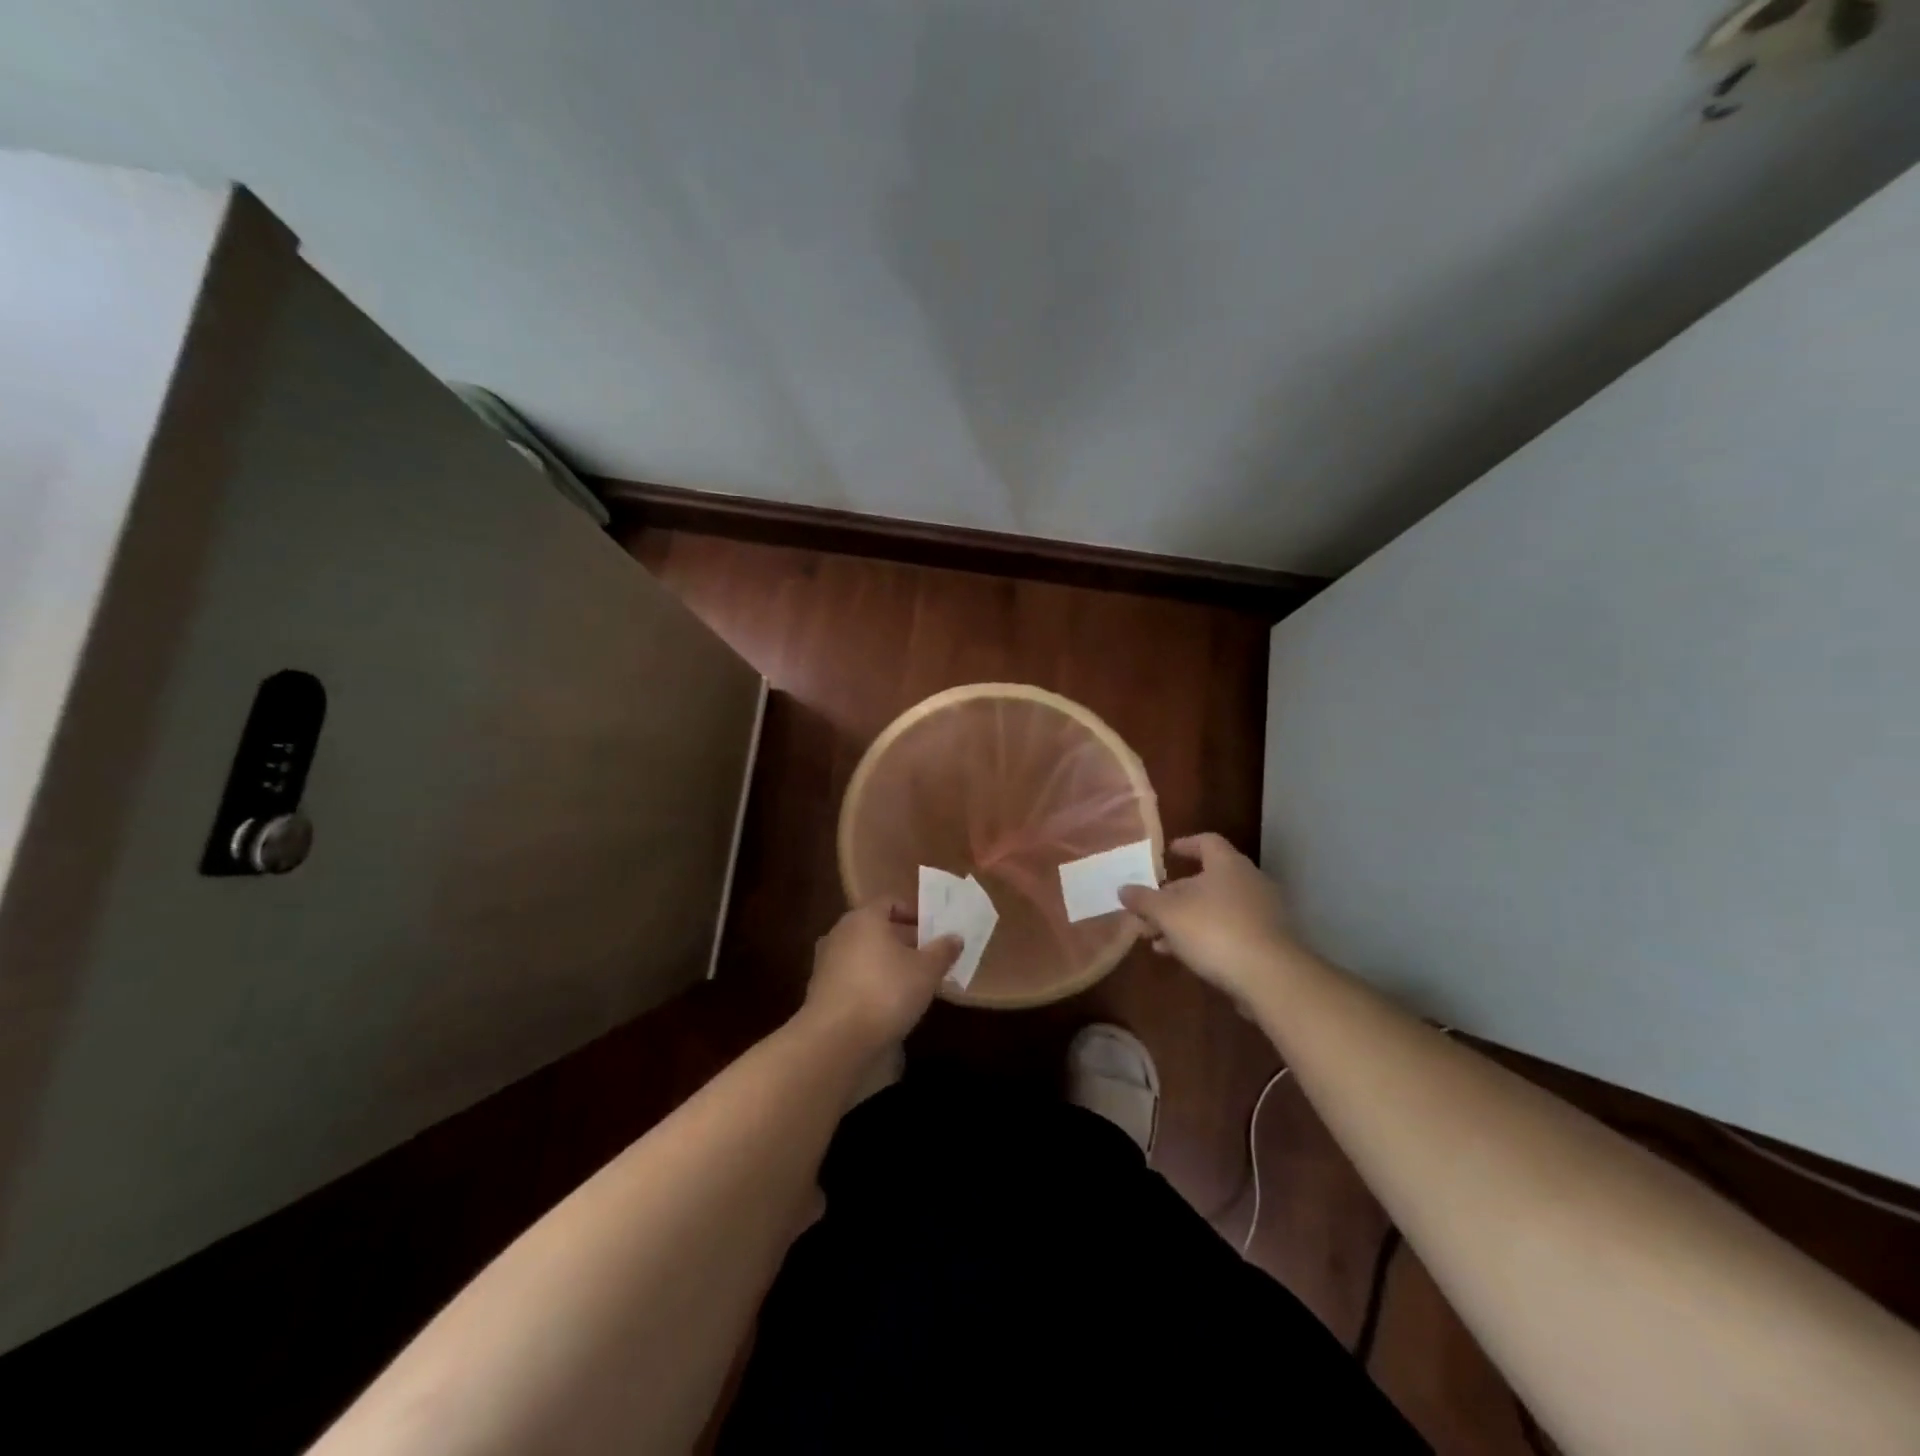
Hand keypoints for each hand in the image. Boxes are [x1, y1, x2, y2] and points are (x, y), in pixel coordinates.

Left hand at [802, 900, 960, 1052]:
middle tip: (927, 956)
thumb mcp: (926, 971)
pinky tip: (886, 1003)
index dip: (914, 913)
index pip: (890, 903)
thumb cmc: (886, 992)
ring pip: (863, 953)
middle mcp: (841, 932)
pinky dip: (869, 982)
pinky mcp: (820, 990)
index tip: (932, 930)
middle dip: (902, 940)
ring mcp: (826, 962)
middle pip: (876, 928)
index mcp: (865, 918)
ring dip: (885, 963)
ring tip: (910, 982)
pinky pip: (851, 976)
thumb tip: (955, 937)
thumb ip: (942, 951)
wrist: (836, 1039)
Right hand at [1118, 833, 1299, 1002]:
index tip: (1167, 853)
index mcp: (1227, 864)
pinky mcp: (1268, 942)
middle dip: (1174, 896)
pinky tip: (1183, 957)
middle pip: (1206, 880)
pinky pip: (1229, 931)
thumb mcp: (1168, 914)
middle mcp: (1248, 881)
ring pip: (1215, 909)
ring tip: (1157, 940)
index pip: (1206, 842)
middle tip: (1150, 911)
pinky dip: (1205, 938)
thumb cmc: (1215, 931)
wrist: (1271, 977)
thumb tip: (1123, 889)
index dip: (1186, 845)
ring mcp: (1262, 913)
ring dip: (1185, 921)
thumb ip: (1144, 900)